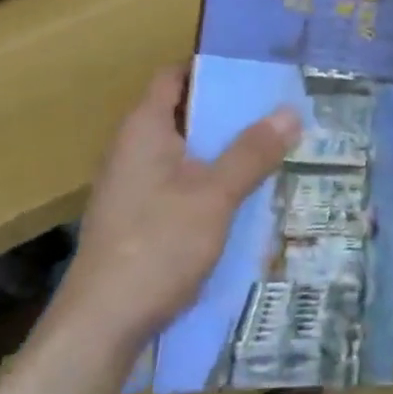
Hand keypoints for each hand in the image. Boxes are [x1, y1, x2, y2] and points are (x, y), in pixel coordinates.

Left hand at [55, 68, 301, 357]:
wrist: (102, 324)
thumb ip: (252, 152)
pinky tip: (245, 196)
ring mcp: (133, 187)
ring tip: (274, 148)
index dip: (212, 68)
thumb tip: (290, 112)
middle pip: (185, 114)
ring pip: (186, 153)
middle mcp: (133, 150)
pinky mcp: (138, 218)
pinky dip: (211, 181)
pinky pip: (181, 184)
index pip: (175, 77)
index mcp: (144, 129)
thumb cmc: (157, 245)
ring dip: (224, 150)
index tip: (256, 71)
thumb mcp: (215, 195)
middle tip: (279, 110)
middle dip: (230, 112)